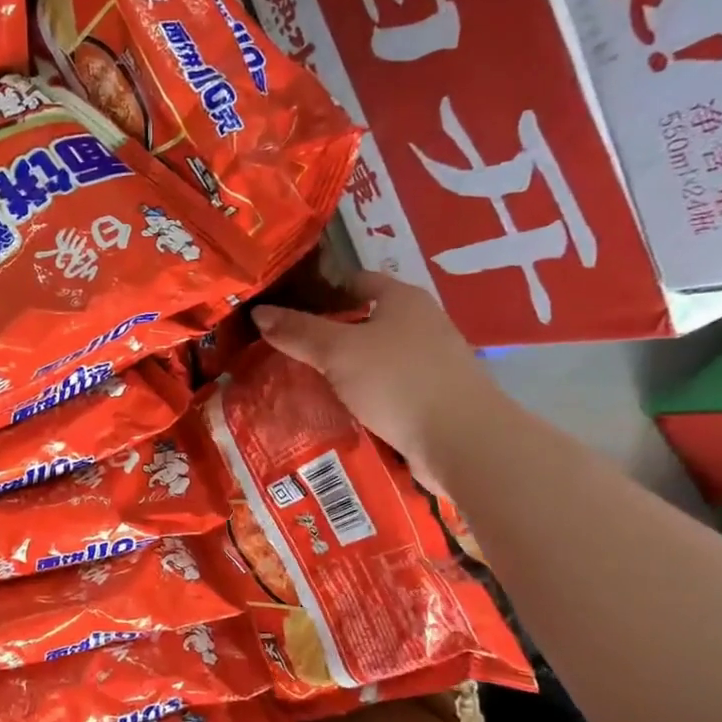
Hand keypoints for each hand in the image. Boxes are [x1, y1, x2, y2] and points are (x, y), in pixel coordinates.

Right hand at [251, 272, 499, 490]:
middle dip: (324, 335)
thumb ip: (299, 332)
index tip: (282, 309)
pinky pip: (383, 389)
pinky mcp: (430, 397)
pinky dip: (358, 396)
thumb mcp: (339, 352)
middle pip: (362, 321)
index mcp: (402, 298)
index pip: (353, 281)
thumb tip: (259, 313)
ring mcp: (428, 362)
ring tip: (299, 382)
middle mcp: (420, 323)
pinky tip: (333, 410)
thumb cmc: (399, 381)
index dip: (317, 290)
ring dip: (340, 369)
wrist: (462, 440)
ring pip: (371, 358)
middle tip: (282, 349)